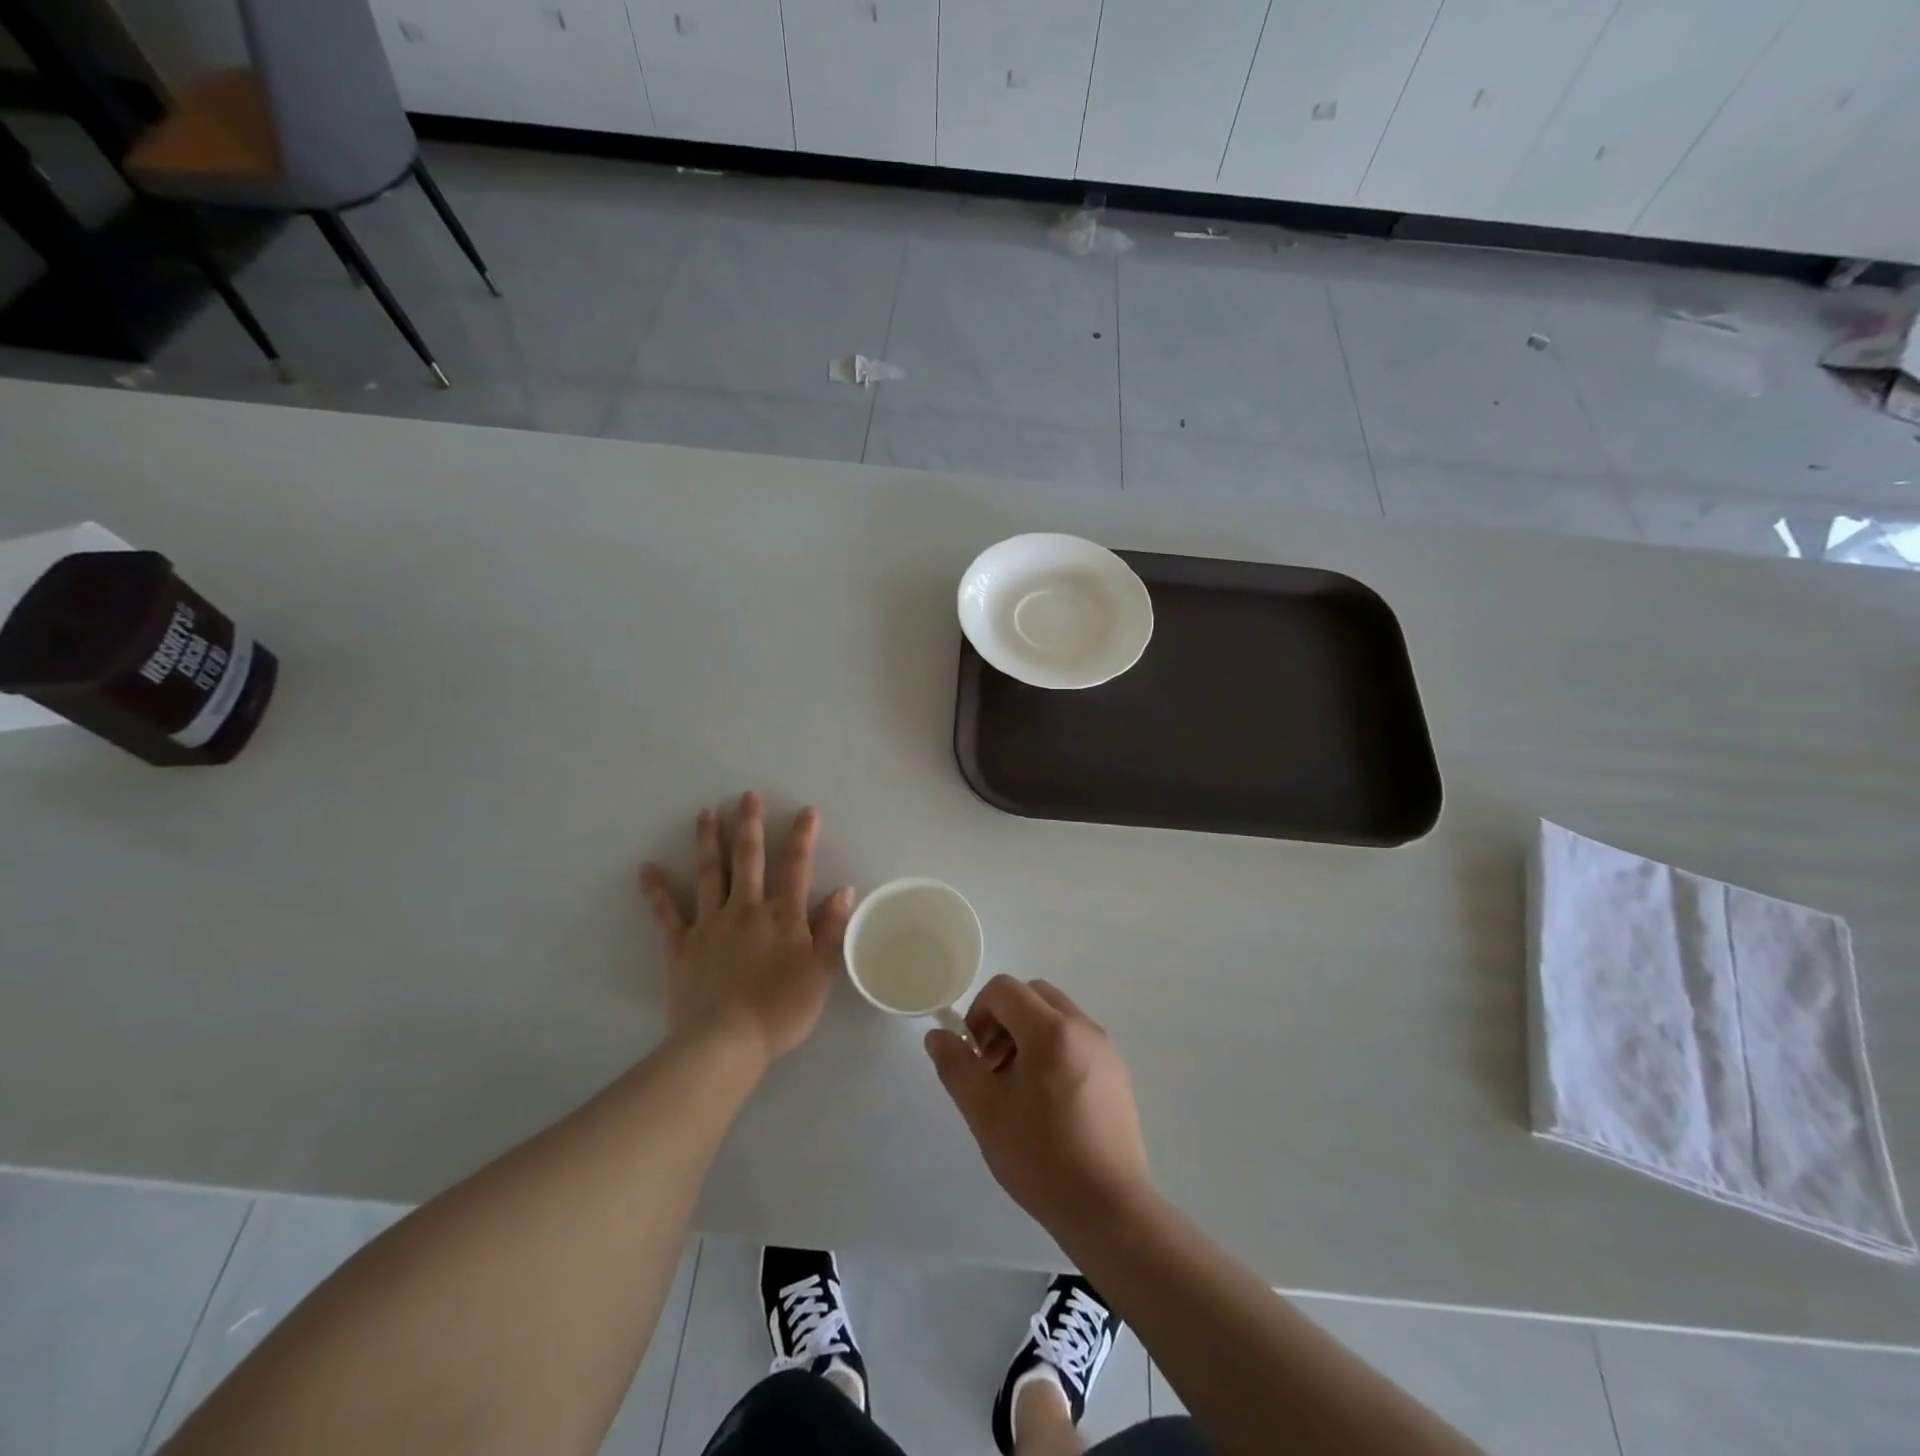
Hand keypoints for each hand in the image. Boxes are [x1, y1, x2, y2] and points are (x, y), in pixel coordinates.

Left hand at [640, 792, 853, 1067]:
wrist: (725, 1043)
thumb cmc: (780, 1010)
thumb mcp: (821, 973)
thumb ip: (832, 929)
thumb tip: (843, 890)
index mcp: (782, 916)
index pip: (795, 867)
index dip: (801, 837)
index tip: (805, 810)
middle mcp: (746, 909)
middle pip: (748, 859)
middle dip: (749, 825)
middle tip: (746, 795)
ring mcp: (710, 924)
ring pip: (709, 873)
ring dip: (708, 841)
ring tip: (705, 813)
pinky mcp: (681, 945)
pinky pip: (666, 913)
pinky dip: (656, 891)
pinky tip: (646, 869)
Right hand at [926, 976, 1155, 1237]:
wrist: (1109, 1208)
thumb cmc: (1040, 1157)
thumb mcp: (984, 1111)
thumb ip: (956, 1065)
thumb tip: (938, 1035)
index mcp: (1051, 1030)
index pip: (1004, 989)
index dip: (979, 1013)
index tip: (975, 1056)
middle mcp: (1082, 1027)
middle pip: (1033, 995)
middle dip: (1004, 1019)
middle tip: (993, 1067)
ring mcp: (1105, 1048)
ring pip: (1056, 1016)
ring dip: (1028, 1034)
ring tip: (1018, 1088)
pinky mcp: (1117, 1072)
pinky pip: (1077, 1039)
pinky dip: (1054, 1049)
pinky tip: (1048, 1103)